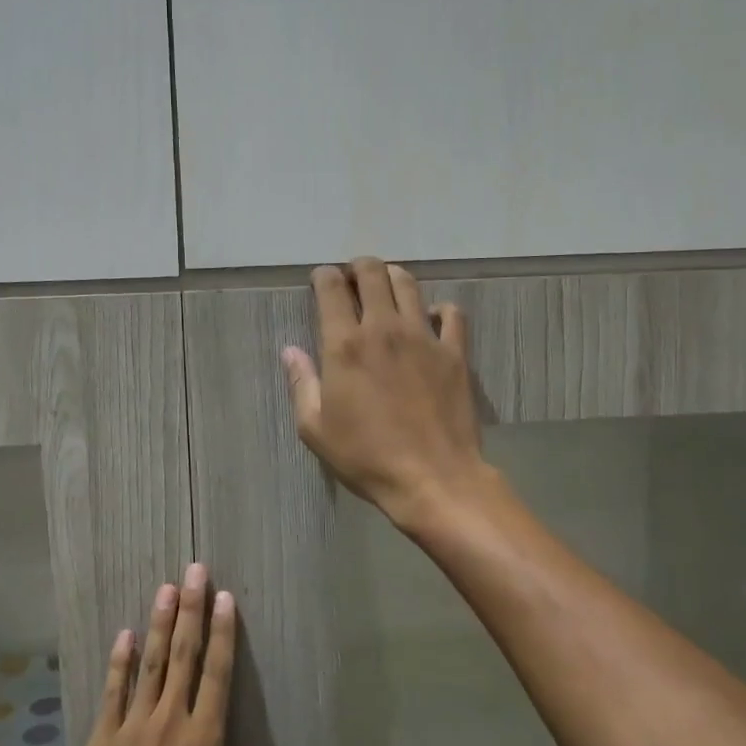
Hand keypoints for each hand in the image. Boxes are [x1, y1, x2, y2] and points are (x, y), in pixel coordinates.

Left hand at [62, 565, 250, 745]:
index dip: (222, 633)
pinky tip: (126, 633)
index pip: (217, 675)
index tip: (226, 598)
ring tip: (167, 588)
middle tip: (195, 571)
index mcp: (203, 741)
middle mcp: (171, 722)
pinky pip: (114, 690)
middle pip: (185, 656)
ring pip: (152, 663)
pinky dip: (121, 661)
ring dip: (161, 623)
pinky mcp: (103, 736)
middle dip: (192, 610)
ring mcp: (134, 725)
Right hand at [282, 257, 490, 529]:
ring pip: (409, 285)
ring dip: (393, 277)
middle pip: (373, 274)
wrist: (433, 478)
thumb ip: (302, 384)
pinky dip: (440, 309)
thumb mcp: (316, 429)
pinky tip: (432, 318)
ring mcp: (424, 337)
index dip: (324, 276)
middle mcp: (384, 329)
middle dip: (358, 267)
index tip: (321, 279)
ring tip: (387, 286)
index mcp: (345, 345)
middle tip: (353, 278)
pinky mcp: (455, 353)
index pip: (332, 289)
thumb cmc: (366, 457)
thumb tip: (290, 351)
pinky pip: (452, 314)